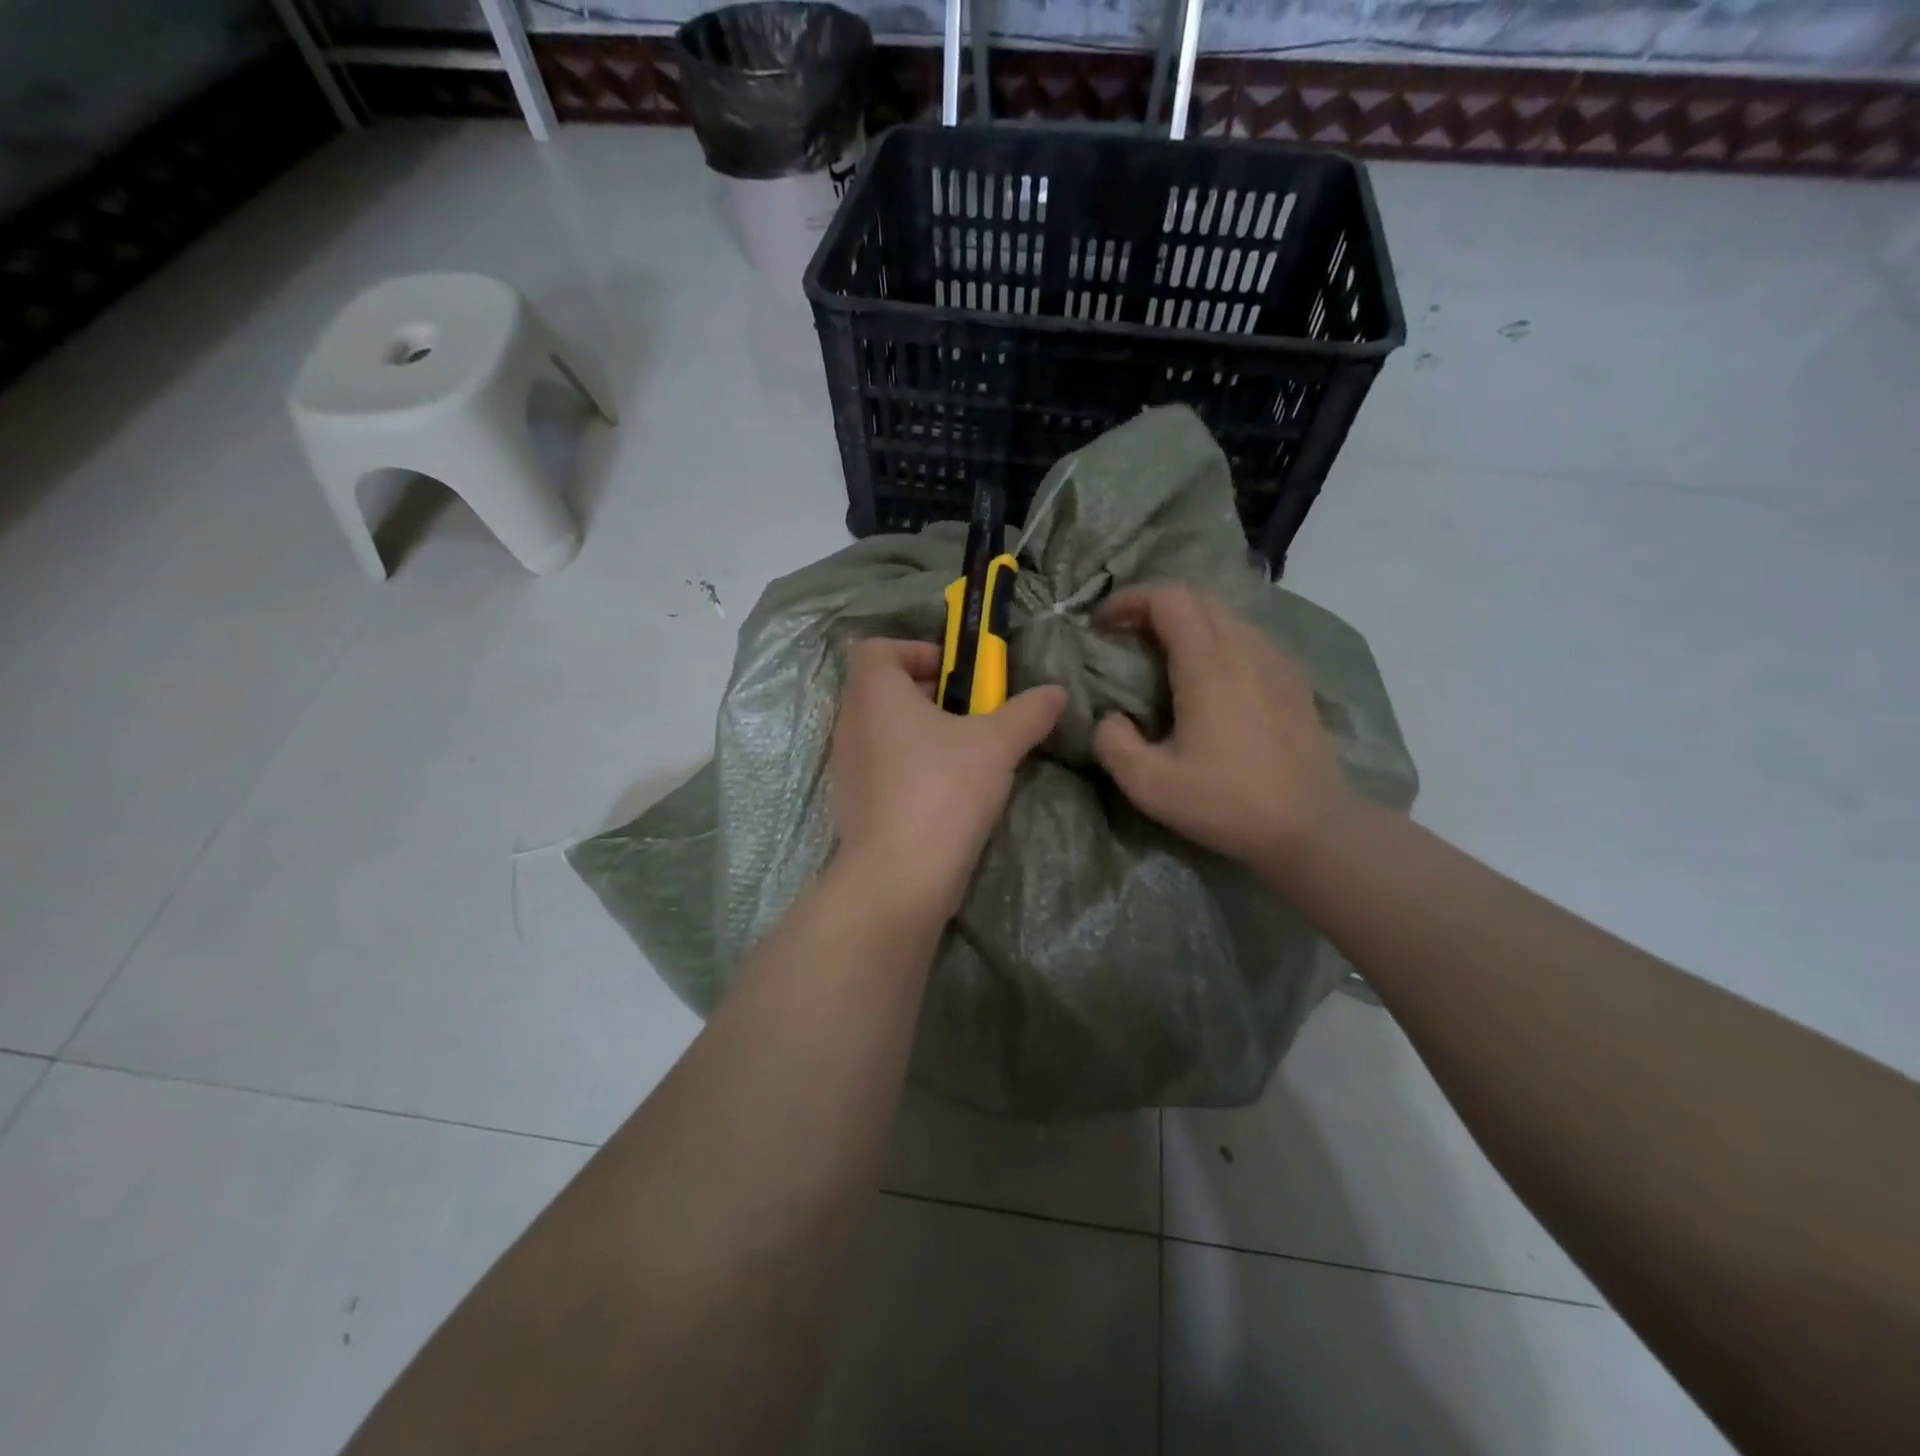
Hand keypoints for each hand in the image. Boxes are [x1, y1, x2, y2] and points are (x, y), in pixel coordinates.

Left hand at [830, 638, 1066, 921]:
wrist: (899, 876)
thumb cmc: (943, 790)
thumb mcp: (996, 745)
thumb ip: (1028, 713)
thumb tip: (1057, 692)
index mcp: (875, 694)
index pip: (878, 648)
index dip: (916, 651)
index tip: (956, 674)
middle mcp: (851, 723)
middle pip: (883, 689)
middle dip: (930, 693)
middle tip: (972, 713)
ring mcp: (847, 766)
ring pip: (884, 730)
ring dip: (922, 732)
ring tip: (966, 753)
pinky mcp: (853, 803)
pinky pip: (881, 767)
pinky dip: (909, 766)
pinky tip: (947, 792)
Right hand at [1091, 582, 1355, 878]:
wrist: (1311, 828)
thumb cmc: (1227, 803)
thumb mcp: (1149, 785)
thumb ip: (1112, 743)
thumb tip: (1111, 718)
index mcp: (1209, 665)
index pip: (1169, 598)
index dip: (1129, 600)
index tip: (1103, 626)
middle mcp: (1246, 649)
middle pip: (1197, 599)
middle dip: (1154, 608)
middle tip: (1126, 639)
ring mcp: (1277, 662)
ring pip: (1226, 617)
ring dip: (1188, 624)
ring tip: (1164, 658)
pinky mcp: (1295, 681)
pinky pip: (1249, 640)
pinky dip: (1218, 642)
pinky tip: (1210, 681)